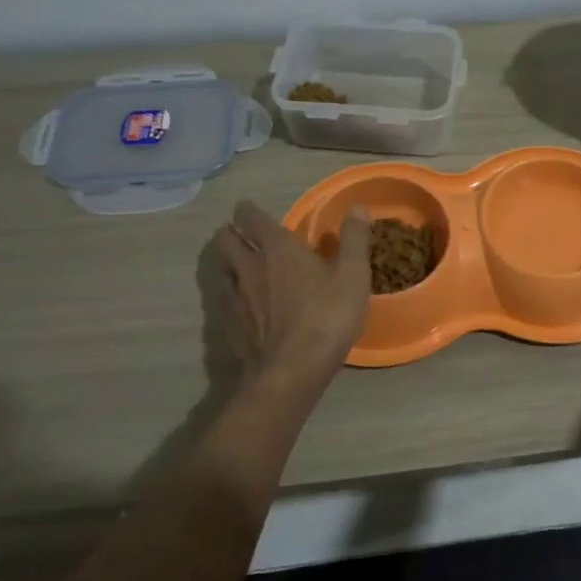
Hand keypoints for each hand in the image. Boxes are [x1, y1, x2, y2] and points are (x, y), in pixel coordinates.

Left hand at [213, 201, 371, 384]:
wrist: (292, 372)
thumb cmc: (327, 317)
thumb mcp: (353, 276)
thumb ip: (354, 239)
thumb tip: (357, 208)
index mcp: (277, 248)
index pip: (250, 217)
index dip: (249, 210)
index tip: (250, 210)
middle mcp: (248, 266)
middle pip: (225, 239)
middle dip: (231, 233)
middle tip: (245, 237)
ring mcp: (234, 297)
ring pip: (222, 270)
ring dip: (230, 265)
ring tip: (245, 270)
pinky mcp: (229, 326)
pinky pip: (225, 301)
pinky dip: (233, 297)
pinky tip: (247, 307)